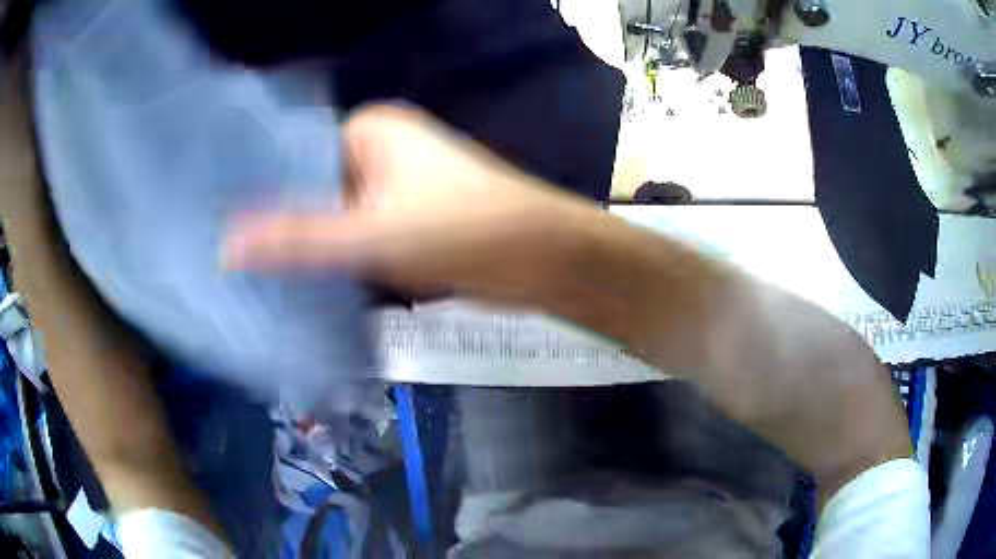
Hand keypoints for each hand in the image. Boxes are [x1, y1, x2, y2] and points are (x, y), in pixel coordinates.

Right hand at [224, 105, 609, 311]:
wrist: (545, 260)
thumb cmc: (466, 230)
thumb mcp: (373, 235)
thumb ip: (298, 240)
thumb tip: (227, 246)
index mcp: (371, 130)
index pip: (294, 152)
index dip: (257, 187)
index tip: (217, 220)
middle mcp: (379, 153)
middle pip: (312, 188)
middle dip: (278, 224)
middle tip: (225, 258)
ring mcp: (393, 190)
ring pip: (333, 218)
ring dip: (305, 248)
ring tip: (248, 277)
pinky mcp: (406, 225)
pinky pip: (356, 241)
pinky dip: (334, 263)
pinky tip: (297, 289)